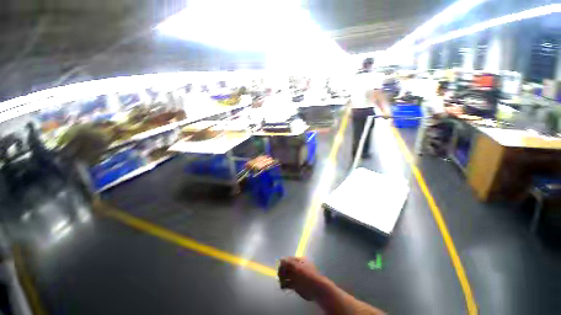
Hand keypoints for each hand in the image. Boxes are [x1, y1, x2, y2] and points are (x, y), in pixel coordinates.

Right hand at [278, 257, 325, 300]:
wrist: (316, 289)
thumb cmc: (308, 275)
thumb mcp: (298, 267)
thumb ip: (289, 263)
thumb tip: (281, 259)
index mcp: (299, 261)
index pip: (288, 260)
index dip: (283, 263)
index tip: (279, 267)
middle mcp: (297, 268)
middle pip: (286, 268)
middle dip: (282, 271)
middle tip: (279, 275)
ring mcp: (296, 277)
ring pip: (286, 276)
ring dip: (282, 279)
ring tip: (281, 282)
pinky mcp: (296, 286)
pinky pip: (288, 284)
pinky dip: (284, 285)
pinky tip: (283, 287)